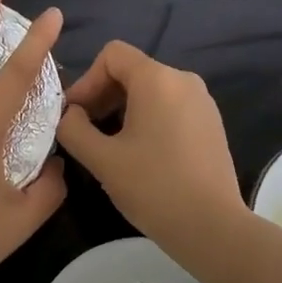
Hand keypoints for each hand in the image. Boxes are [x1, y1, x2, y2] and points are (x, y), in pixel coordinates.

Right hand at [56, 40, 245, 251]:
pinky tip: (139, 154)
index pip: (112, 54)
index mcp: (158, 79)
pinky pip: (170, 107)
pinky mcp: (211, 124)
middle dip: (102, 96)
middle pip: (132, 71)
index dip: (86, 80)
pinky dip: (147, 120)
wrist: (212, 227)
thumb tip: (69, 114)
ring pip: (151, 91)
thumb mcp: (102, 159)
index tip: (74, 115)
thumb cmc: (153, 187)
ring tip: (108, 146)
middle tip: (85, 132)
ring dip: (123, 110)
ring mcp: (202, 102)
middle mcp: (184, 80)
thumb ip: (74, 128)